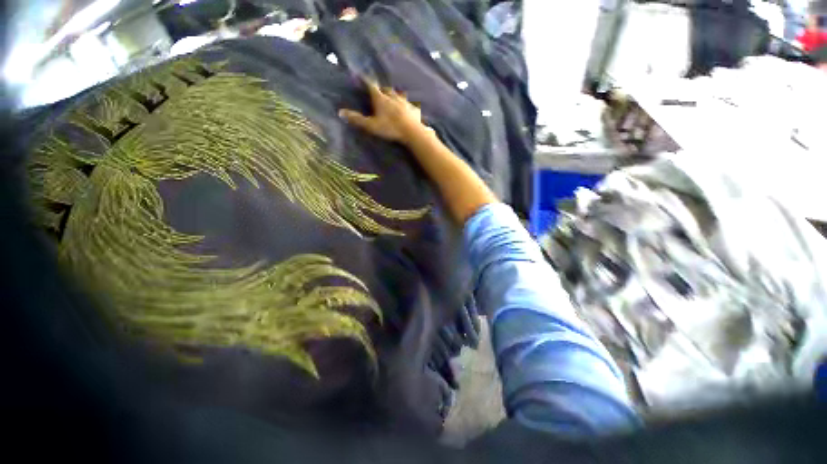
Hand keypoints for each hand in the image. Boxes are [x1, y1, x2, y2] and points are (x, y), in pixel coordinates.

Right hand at [339, 80, 425, 143]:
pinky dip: (408, 106)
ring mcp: (405, 102)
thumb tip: (340, 112)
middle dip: (382, 89)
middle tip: (379, 92)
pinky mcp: (414, 110)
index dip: (365, 81)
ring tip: (394, 98)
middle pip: (386, 89)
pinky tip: (409, 108)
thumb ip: (357, 119)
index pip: (371, 86)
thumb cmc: (390, 128)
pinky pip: (411, 105)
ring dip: (395, 95)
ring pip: (399, 95)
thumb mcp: (371, 126)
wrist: (412, 132)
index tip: (361, 76)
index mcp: (381, 98)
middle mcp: (393, 96)